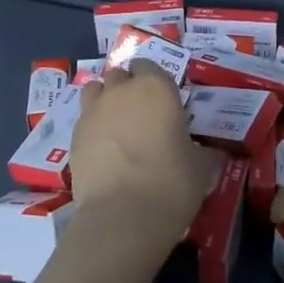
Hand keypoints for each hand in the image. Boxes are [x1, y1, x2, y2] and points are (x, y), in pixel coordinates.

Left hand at [69, 60, 216, 246]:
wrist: (122, 217)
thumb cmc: (171, 184)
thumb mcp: (201, 167)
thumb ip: (202, 150)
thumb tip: (209, 152)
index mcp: (157, 87)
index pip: (149, 65)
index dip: (153, 80)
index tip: (161, 101)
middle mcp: (122, 90)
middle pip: (120, 75)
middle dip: (127, 88)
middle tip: (140, 114)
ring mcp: (93, 111)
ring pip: (95, 90)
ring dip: (105, 100)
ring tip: (116, 125)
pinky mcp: (74, 135)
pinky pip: (83, 119)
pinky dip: (92, 127)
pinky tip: (102, 149)